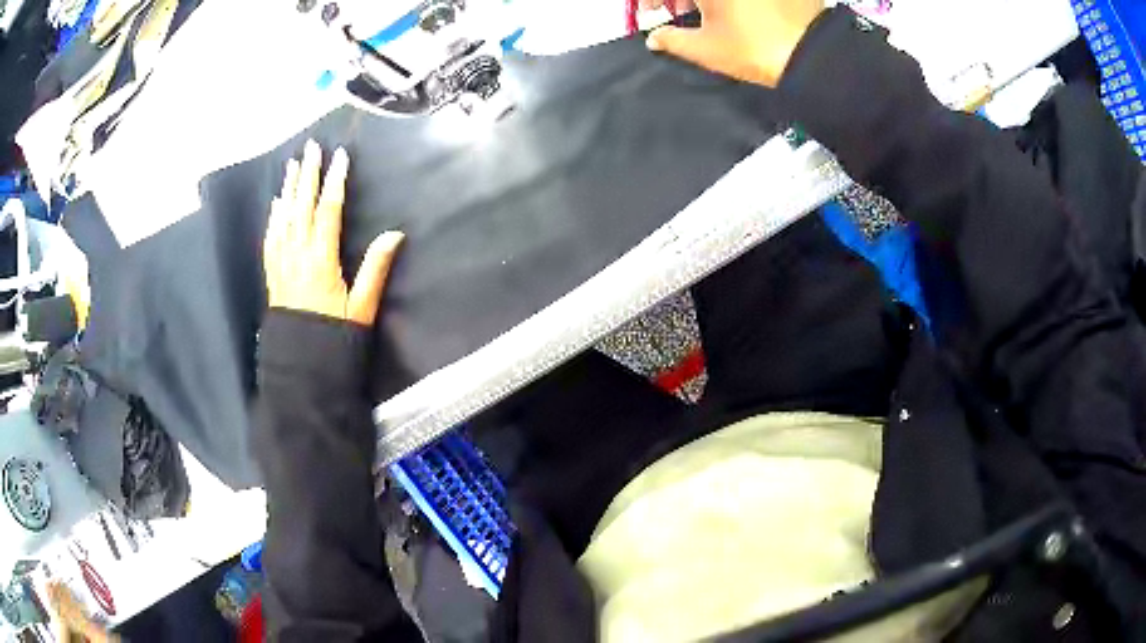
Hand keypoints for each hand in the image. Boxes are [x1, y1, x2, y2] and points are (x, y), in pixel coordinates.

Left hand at [263, 140, 403, 326]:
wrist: (301, 363)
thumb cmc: (334, 334)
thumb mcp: (361, 307)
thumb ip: (375, 268)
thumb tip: (395, 234)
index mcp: (321, 259)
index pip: (329, 211)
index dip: (335, 181)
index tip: (341, 157)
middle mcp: (298, 255)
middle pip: (302, 206)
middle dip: (308, 174)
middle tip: (311, 148)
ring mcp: (282, 263)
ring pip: (284, 217)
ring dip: (289, 189)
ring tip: (292, 165)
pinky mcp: (273, 273)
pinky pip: (271, 237)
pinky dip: (274, 217)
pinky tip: (277, 203)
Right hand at [646, 0, 824, 87]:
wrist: (812, 54)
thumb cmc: (754, 49)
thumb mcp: (705, 49)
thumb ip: (672, 40)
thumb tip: (655, 38)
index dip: (652, 0)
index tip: (652, 13)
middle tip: (680, 12)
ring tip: (710, 13)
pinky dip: (735, 1)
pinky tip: (737, 10)